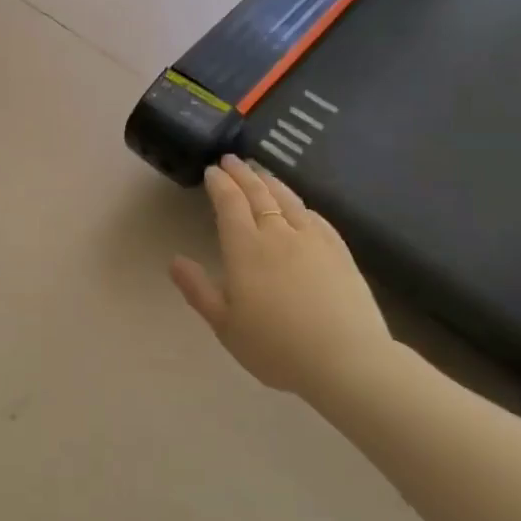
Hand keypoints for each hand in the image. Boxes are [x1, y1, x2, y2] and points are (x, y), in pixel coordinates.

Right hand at [171, 156, 391, 397]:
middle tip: (231, 159)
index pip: (229, 203)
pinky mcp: (340, 252)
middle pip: (258, 193)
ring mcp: (313, 240)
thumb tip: (174, 261)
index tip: (211, 170)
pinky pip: (315, 217)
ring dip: (270, 182)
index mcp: (245, 248)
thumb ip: (198, 289)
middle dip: (242, 173)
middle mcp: (278, 234)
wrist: (346, 361)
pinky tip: (299, 206)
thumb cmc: (276, 347)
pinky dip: (300, 204)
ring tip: (260, 172)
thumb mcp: (225, 324)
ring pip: (288, 200)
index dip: (219, 184)